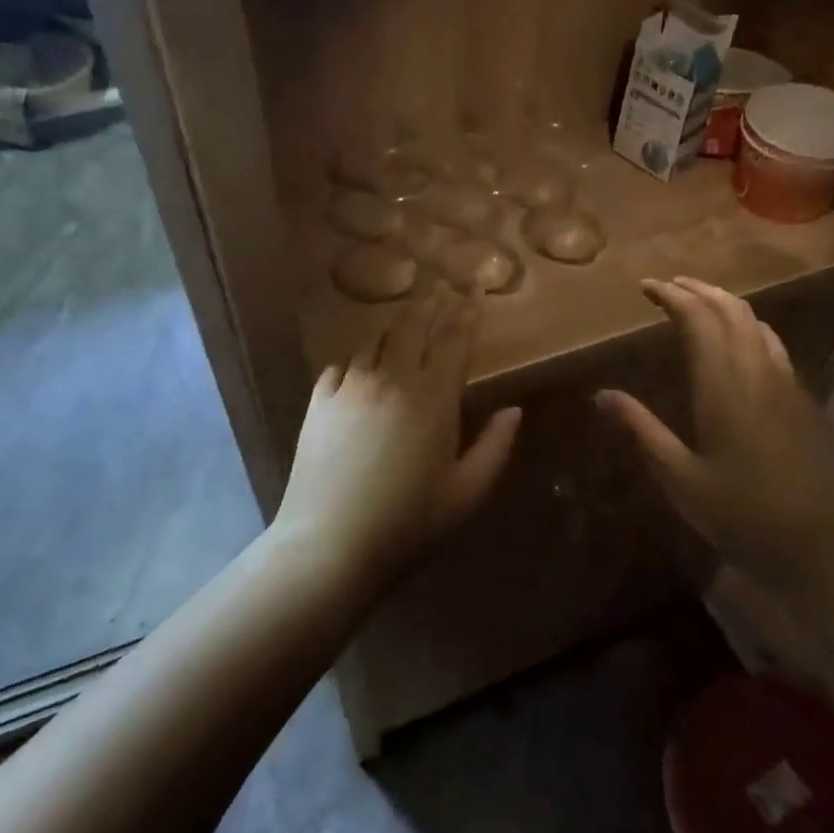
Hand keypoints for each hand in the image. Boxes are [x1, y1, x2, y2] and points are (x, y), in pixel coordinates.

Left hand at [273, 293, 521, 587]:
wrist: (331, 543)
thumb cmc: (409, 523)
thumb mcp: (467, 492)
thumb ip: (496, 446)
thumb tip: (514, 410)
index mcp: (433, 398)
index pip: (453, 341)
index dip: (465, 315)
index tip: (473, 294)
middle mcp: (392, 379)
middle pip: (413, 327)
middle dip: (431, 305)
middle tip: (441, 289)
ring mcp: (350, 386)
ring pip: (376, 341)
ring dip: (395, 328)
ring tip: (405, 322)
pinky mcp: (319, 400)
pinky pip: (341, 365)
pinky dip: (358, 360)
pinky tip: (361, 366)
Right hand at [595, 277, 833, 593]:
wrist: (828, 551)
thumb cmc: (744, 517)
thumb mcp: (680, 479)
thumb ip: (642, 431)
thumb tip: (603, 395)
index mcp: (724, 386)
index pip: (699, 319)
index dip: (672, 296)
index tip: (646, 287)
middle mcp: (759, 373)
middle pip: (732, 311)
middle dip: (699, 290)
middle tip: (669, 286)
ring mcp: (788, 386)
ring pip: (757, 324)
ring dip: (726, 304)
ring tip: (699, 303)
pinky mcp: (805, 403)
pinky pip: (773, 345)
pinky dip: (748, 327)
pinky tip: (740, 345)